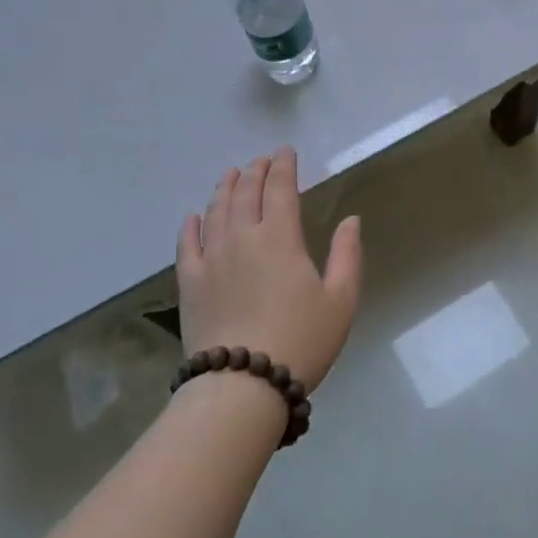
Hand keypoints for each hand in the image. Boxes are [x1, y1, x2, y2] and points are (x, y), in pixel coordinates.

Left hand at [177, 147, 361, 392]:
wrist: (242, 386)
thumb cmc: (300, 341)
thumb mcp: (340, 300)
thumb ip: (347, 255)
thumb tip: (351, 219)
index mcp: (280, 238)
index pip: (280, 189)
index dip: (283, 166)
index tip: (285, 151)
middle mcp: (242, 238)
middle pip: (245, 193)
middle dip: (255, 171)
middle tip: (261, 160)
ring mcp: (211, 259)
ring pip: (216, 211)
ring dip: (225, 188)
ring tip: (231, 175)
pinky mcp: (189, 283)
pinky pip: (186, 244)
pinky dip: (190, 225)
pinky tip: (193, 216)